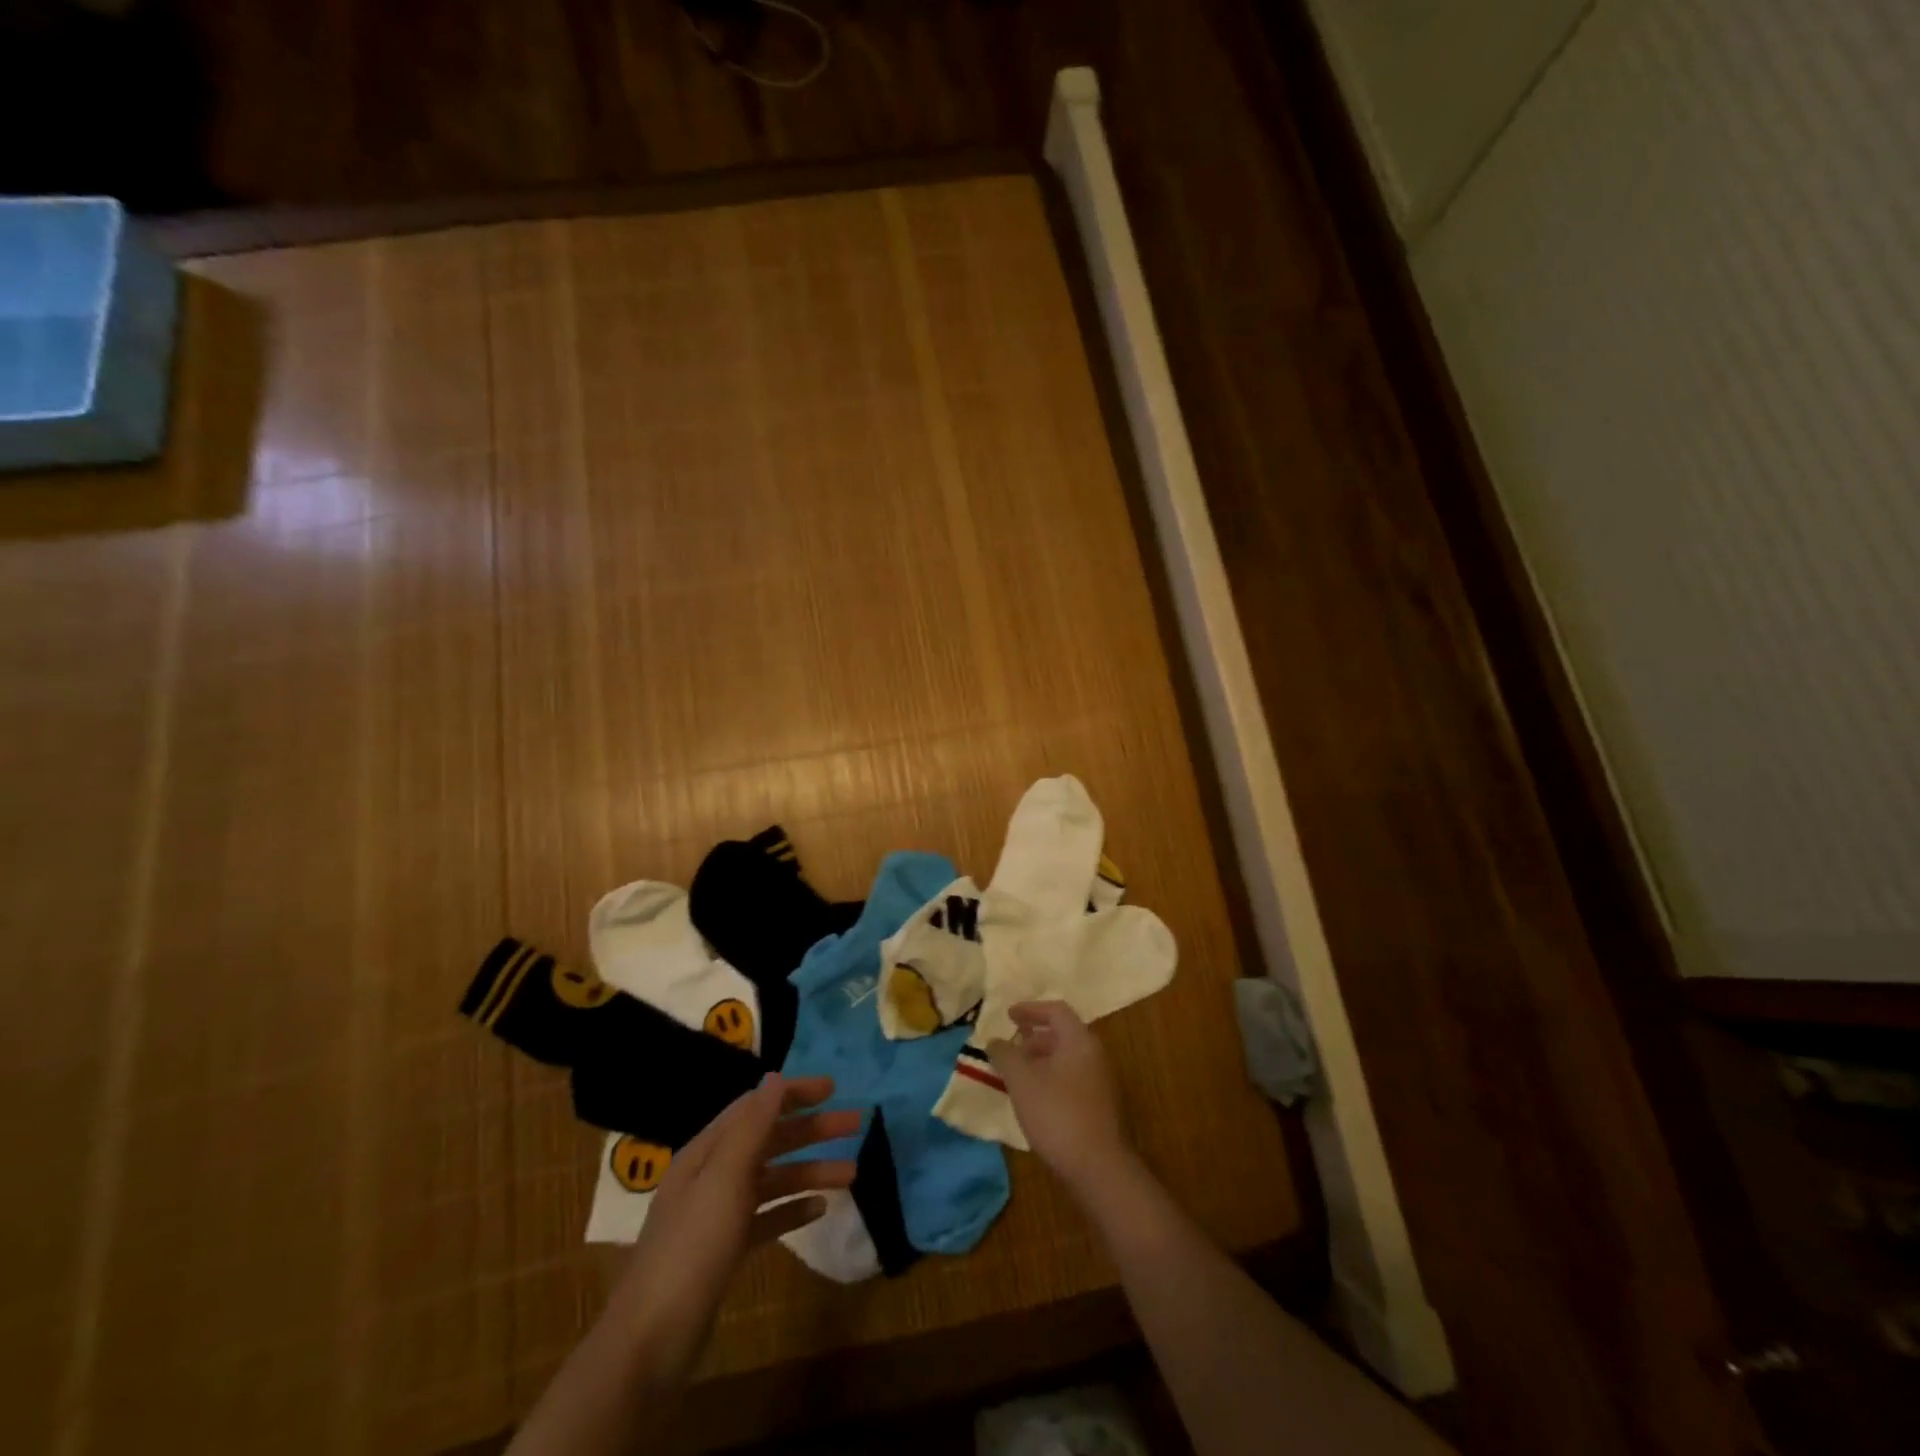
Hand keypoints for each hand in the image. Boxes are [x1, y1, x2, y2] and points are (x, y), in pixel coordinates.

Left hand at [607, 1075, 858, 1382]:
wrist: (651, 1343)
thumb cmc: (691, 1248)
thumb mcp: (724, 1179)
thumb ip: (752, 1127)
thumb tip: (775, 1078)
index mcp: (706, 1152)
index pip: (755, 1107)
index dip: (793, 1094)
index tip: (833, 1088)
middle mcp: (712, 1176)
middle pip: (769, 1141)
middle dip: (811, 1131)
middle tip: (855, 1124)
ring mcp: (718, 1216)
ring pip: (773, 1180)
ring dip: (811, 1171)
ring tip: (852, 1173)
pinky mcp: (726, 1251)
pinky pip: (767, 1217)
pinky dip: (793, 1208)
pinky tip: (820, 1209)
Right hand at [987, 1001, 1131, 1195]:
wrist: (1097, 1167)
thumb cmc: (1057, 1114)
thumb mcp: (1022, 1081)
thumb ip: (1005, 1055)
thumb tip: (995, 1041)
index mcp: (1079, 1040)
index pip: (1056, 1011)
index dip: (1030, 1009)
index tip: (1008, 1016)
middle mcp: (1094, 1054)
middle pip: (1062, 1034)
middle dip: (1033, 1037)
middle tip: (1011, 1047)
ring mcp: (1100, 1081)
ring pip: (1067, 1058)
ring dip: (1041, 1060)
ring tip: (1017, 1075)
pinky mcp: (1099, 1105)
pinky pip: (1071, 1078)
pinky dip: (1051, 1077)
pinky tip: (1034, 1098)